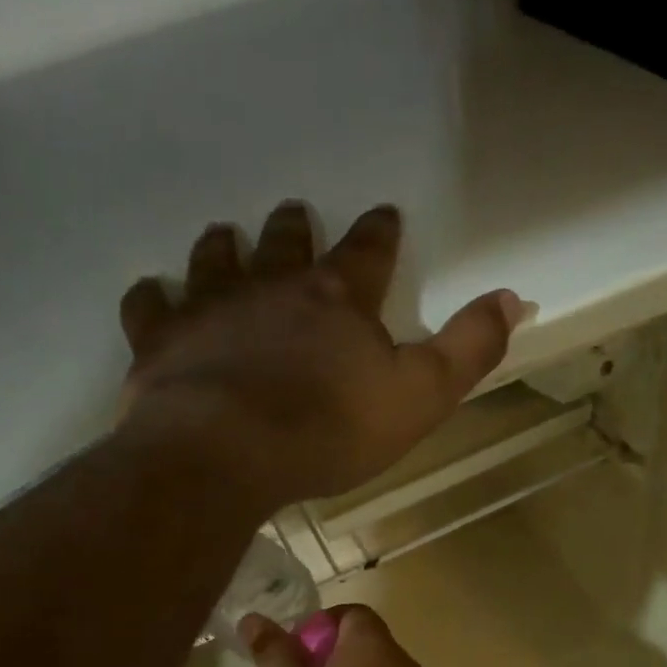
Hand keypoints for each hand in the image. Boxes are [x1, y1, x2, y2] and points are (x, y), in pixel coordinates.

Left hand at [117, 201, 523, 510]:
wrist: (228, 452)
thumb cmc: (330, 430)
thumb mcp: (421, 397)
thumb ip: (468, 349)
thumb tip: (515, 297)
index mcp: (337, 299)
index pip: (368, 252)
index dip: (379, 233)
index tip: (384, 215)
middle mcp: (271, 286)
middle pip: (285, 244)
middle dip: (294, 229)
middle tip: (292, 214)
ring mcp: (209, 308)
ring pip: (215, 260)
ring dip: (223, 247)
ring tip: (223, 236)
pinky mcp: (161, 341)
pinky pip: (151, 305)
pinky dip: (154, 298)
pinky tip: (154, 296)